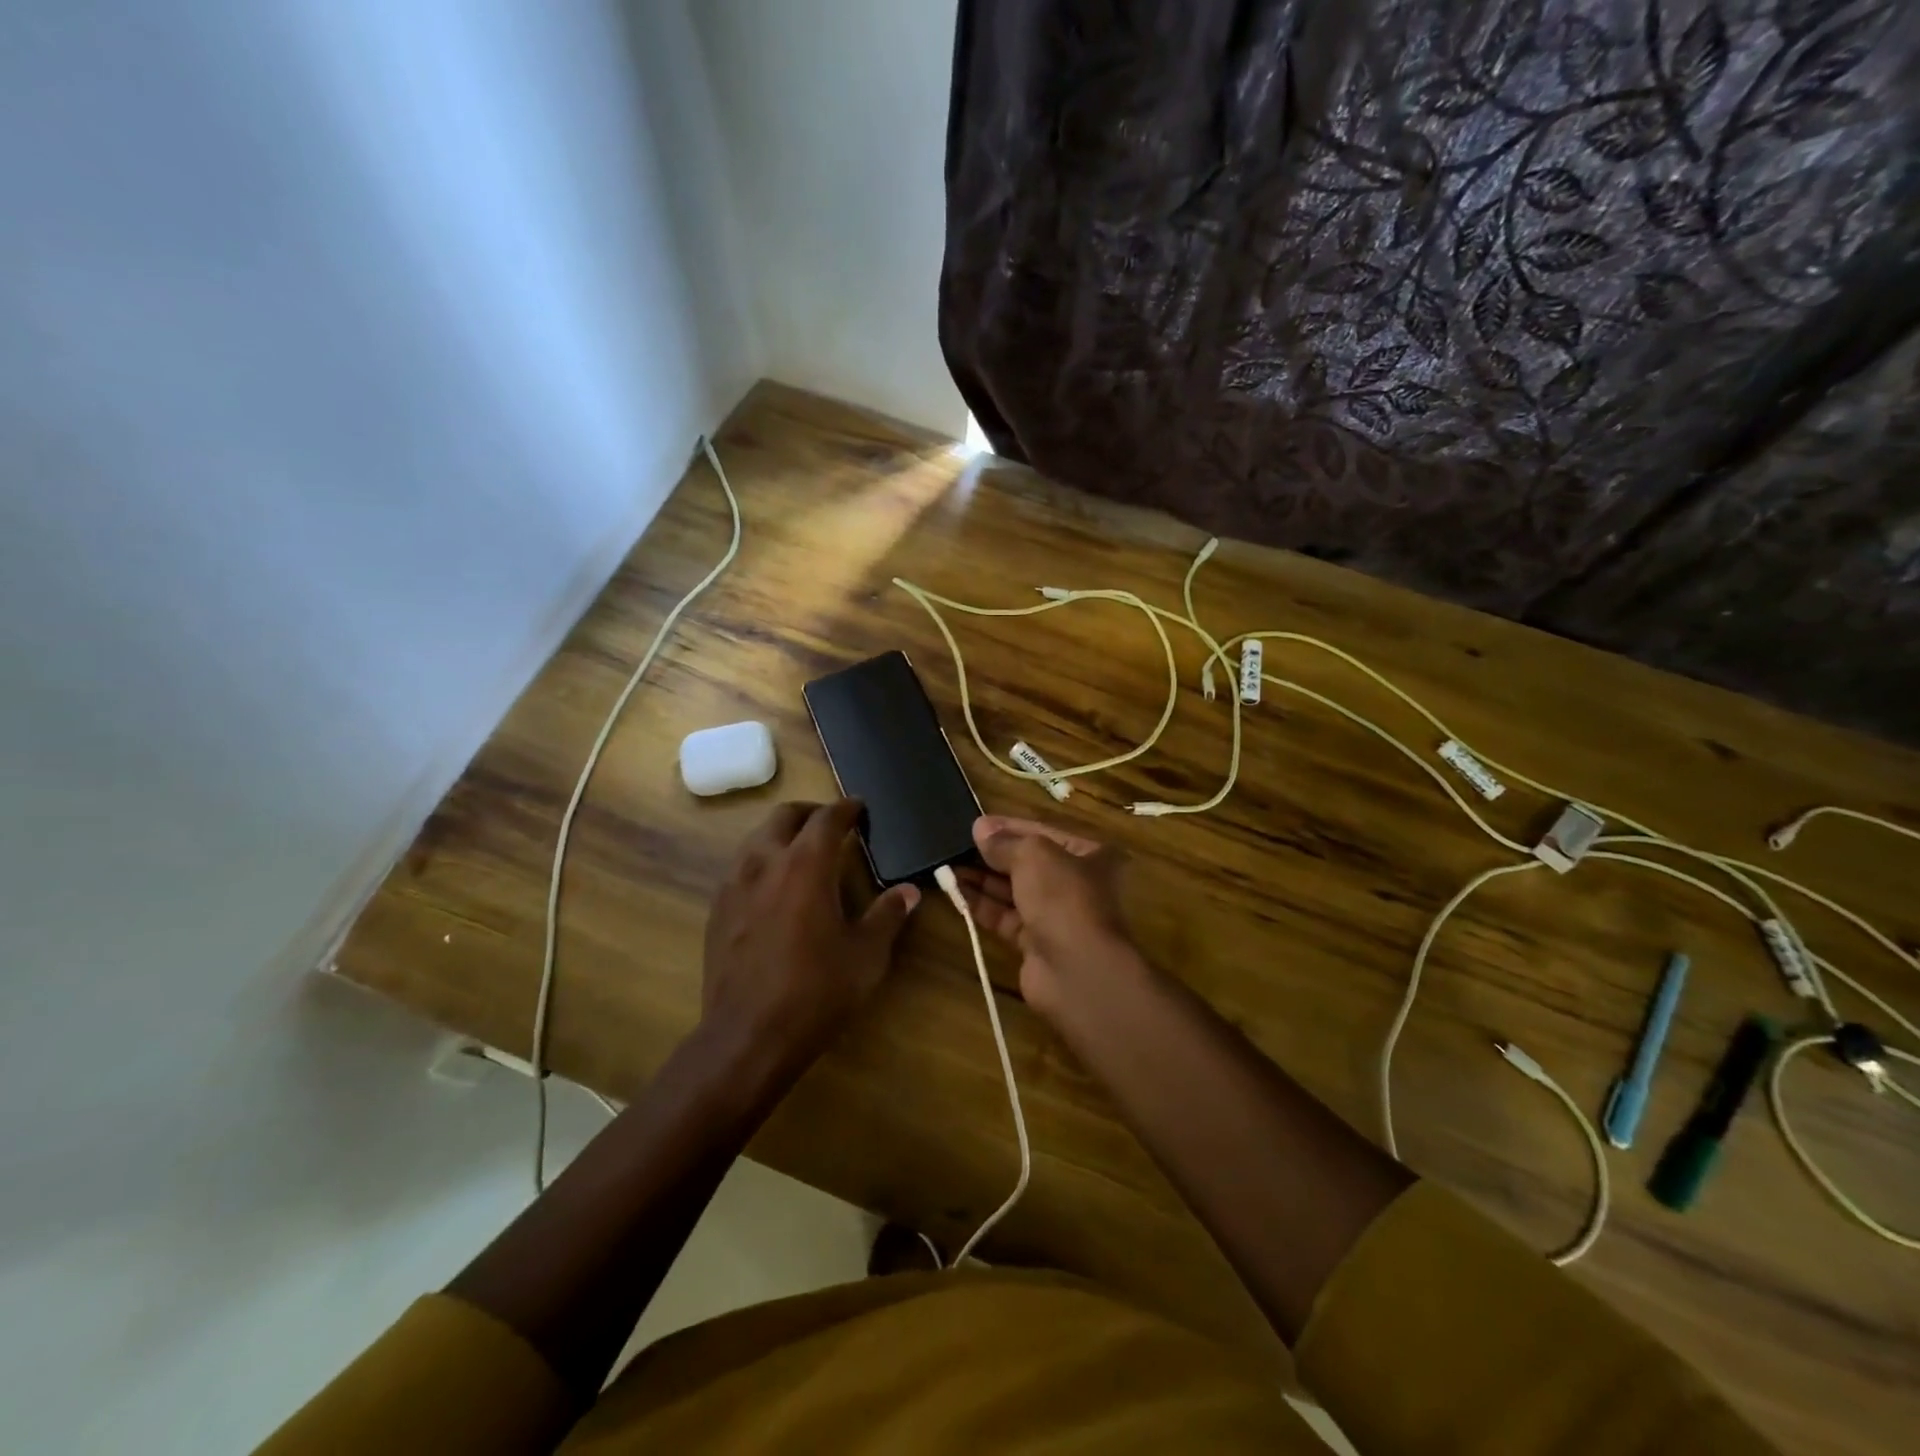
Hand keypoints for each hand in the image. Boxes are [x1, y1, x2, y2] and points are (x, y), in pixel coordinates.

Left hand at [700, 799, 918, 1084]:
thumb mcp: (866, 956)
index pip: (827, 819)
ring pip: (757, 838)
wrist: (747, 1036)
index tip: (859, 808)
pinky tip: (775, 888)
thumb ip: (887, 916)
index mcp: (805, 866)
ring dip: (782, 834)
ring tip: (803, 852)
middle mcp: (765, 863)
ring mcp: (734, 885)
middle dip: (810, 813)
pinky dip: (762, 860)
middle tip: (832, 825)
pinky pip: (741, 867)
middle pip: (784, 816)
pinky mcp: (717, 909)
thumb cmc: (815, 992)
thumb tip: (909, 891)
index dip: (846, 808)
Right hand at [954, 814, 1136, 1017]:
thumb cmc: (1063, 897)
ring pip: (1012, 891)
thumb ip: (1005, 841)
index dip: (1008, 826)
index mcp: (1088, 855)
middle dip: (992, 855)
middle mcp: (1075, 883)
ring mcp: (1055, 916)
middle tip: (955, 845)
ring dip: (981, 879)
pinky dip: (981, 905)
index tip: (975, 824)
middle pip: (1026, 863)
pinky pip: (1004, 917)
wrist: (1076, 970)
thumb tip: (980, 828)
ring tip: (946, 866)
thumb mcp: (1033, 855)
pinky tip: (954, 892)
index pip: (1042, 833)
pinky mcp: (1035, 943)